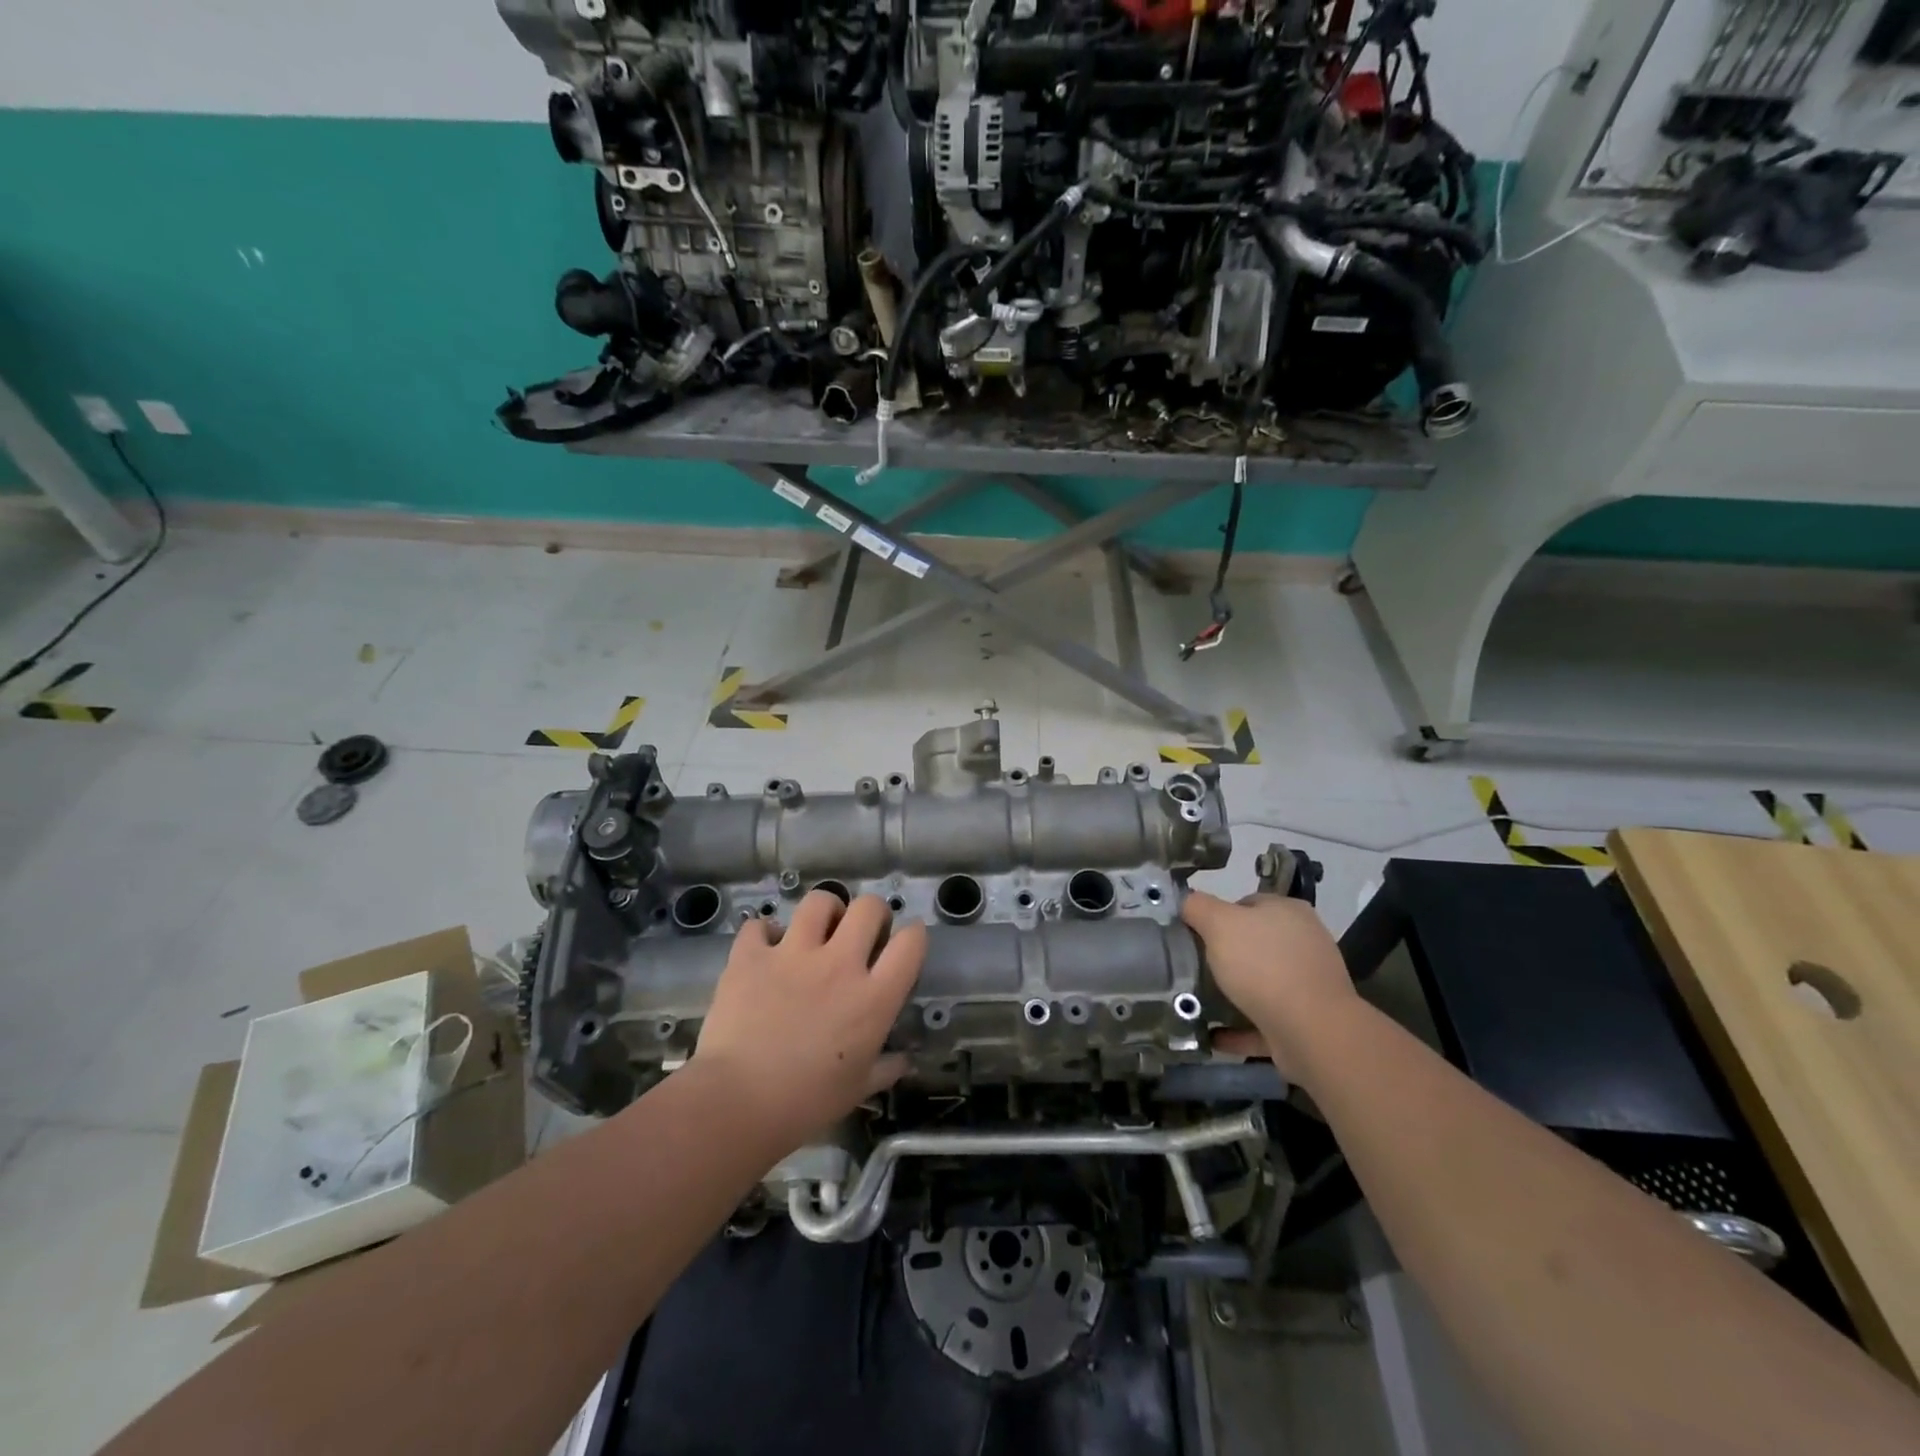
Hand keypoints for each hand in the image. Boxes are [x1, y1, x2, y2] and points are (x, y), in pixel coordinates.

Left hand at [693, 891, 925, 1148]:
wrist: (737, 1102)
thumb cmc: (806, 1103)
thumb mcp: (857, 1090)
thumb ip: (885, 1068)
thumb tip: (904, 1061)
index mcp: (873, 998)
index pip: (910, 944)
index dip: (914, 936)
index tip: (907, 942)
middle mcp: (839, 964)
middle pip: (868, 908)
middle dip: (872, 913)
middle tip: (863, 932)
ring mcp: (793, 954)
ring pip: (818, 902)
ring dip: (824, 911)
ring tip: (818, 928)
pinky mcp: (752, 956)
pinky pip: (760, 925)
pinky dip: (764, 933)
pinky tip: (764, 948)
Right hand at [1183, 890, 1357, 1084]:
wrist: (1313, 1032)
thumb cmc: (1264, 966)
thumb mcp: (1219, 924)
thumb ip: (1197, 906)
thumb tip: (1185, 901)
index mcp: (1288, 912)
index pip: (1246, 904)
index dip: (1217, 917)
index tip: (1194, 935)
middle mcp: (1303, 943)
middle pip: (1253, 943)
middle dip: (1223, 957)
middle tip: (1193, 968)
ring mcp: (1308, 984)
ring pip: (1260, 983)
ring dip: (1232, 993)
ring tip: (1198, 1001)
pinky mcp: (1305, 1021)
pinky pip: (1263, 1020)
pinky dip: (1239, 1027)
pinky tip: (1214, 1035)